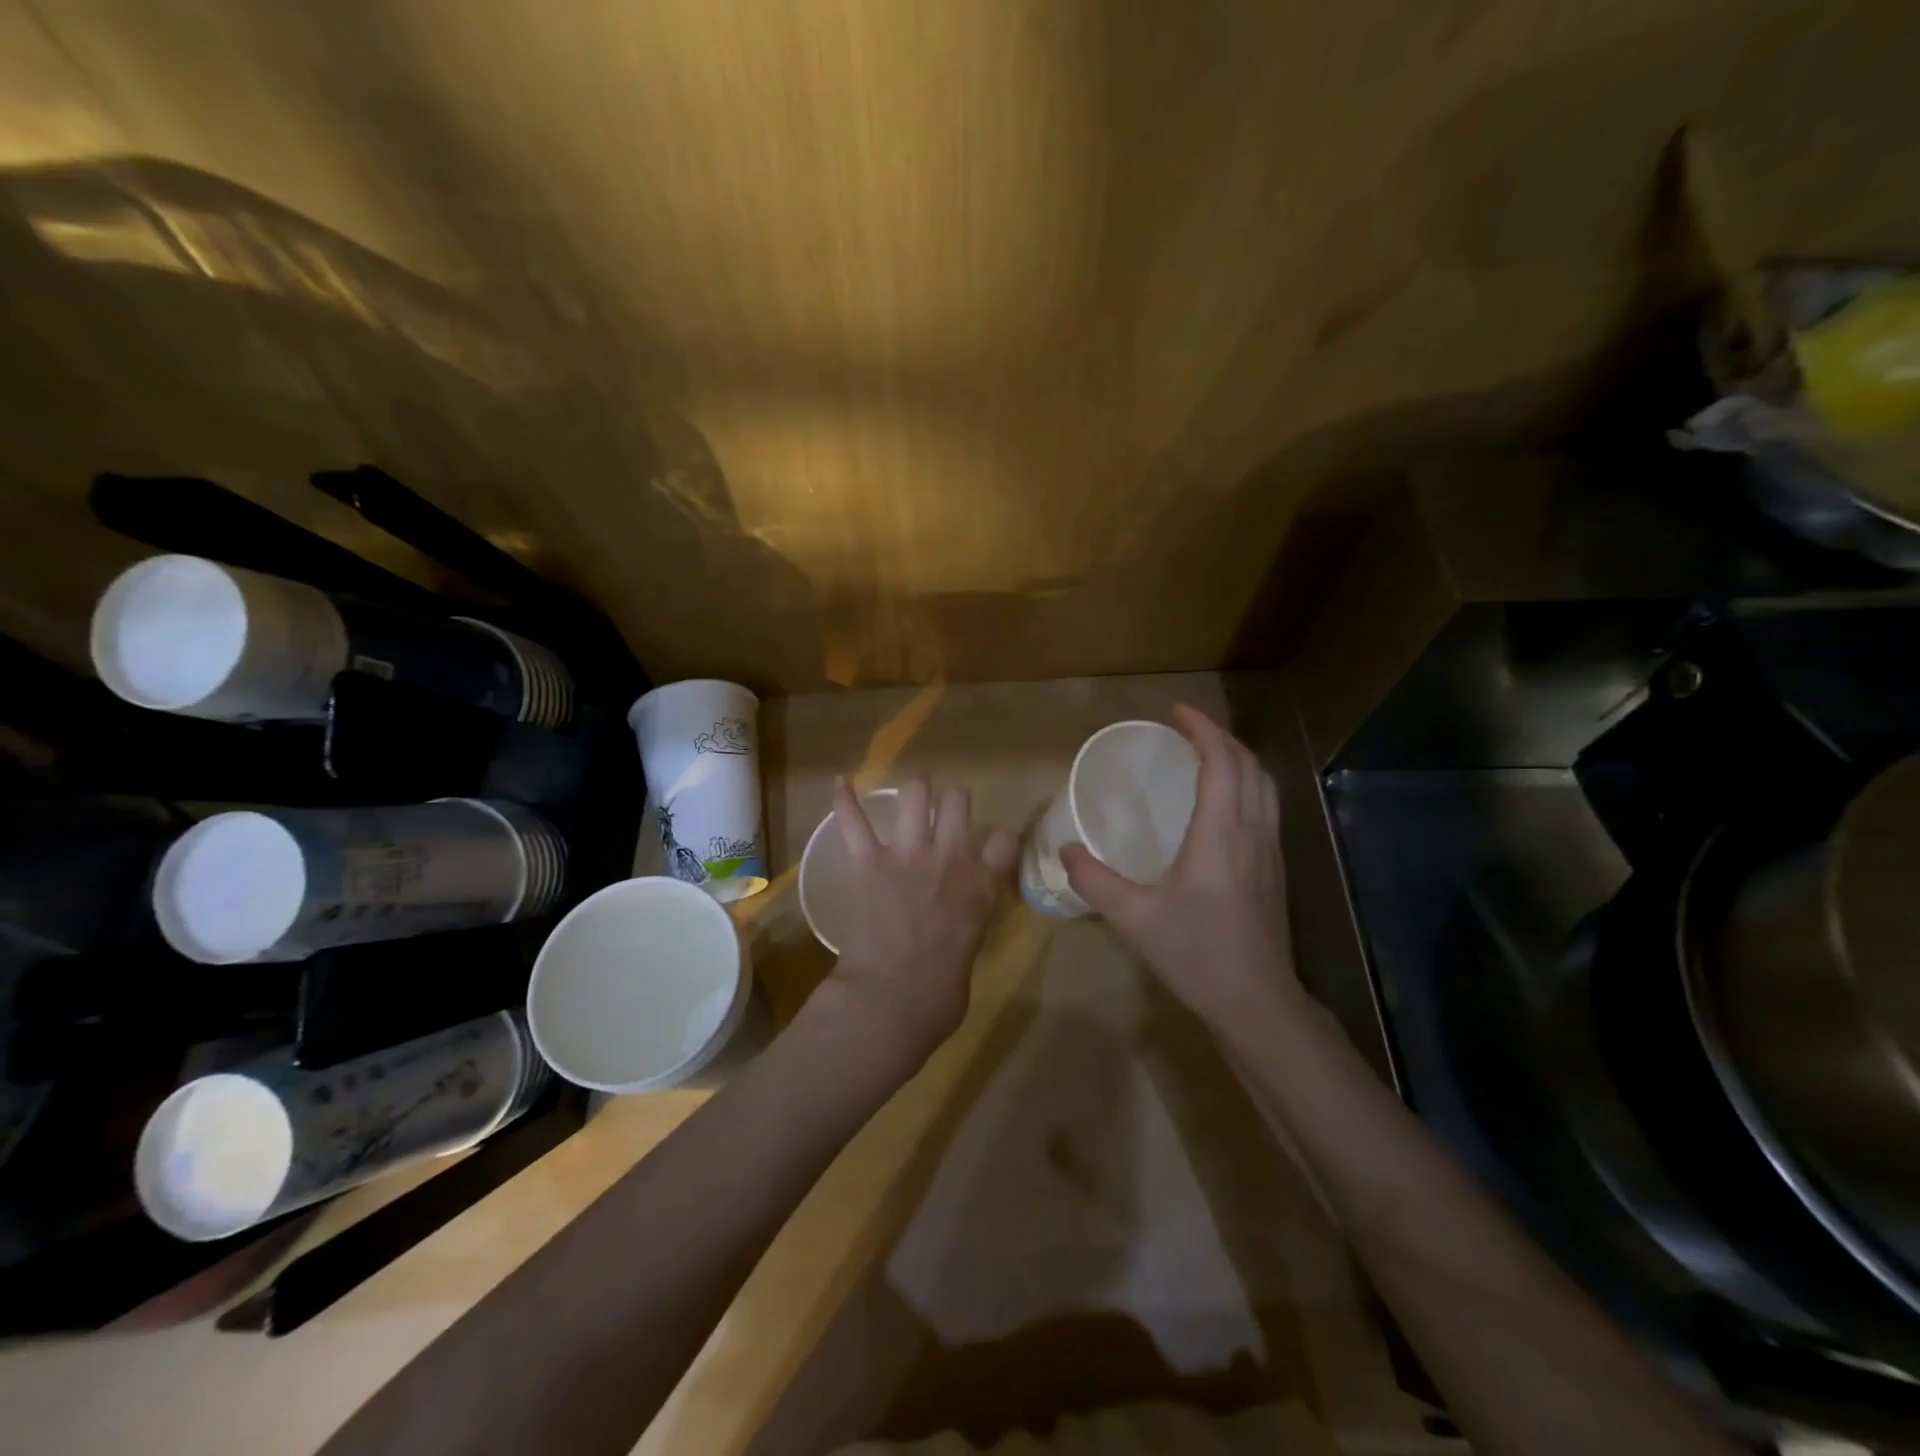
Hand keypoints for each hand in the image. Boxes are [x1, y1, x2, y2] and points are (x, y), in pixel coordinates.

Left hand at [822, 777, 1017, 1065]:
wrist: (891, 1002)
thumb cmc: (937, 998)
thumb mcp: (969, 956)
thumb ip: (966, 927)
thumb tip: (953, 931)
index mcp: (982, 888)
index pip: (1005, 840)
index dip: (999, 838)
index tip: (992, 844)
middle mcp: (951, 860)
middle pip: (958, 799)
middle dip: (951, 800)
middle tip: (942, 813)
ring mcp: (909, 855)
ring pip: (916, 793)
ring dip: (913, 792)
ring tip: (908, 797)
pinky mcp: (869, 861)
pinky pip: (855, 821)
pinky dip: (845, 800)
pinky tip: (840, 782)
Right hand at [1061, 706, 1301, 1029]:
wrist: (1255, 999)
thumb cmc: (1195, 952)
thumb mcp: (1133, 917)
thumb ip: (1094, 880)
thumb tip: (1066, 850)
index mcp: (1220, 833)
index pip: (1221, 762)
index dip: (1202, 729)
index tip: (1176, 712)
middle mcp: (1251, 832)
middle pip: (1249, 765)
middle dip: (1221, 737)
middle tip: (1187, 730)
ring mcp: (1269, 850)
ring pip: (1265, 786)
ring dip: (1239, 759)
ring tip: (1207, 755)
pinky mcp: (1274, 869)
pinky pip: (1266, 807)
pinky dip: (1246, 785)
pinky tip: (1223, 804)